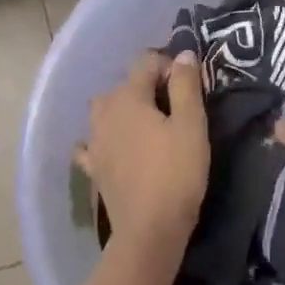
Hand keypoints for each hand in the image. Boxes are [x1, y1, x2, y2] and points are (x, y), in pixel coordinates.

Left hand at [77, 50, 207, 256]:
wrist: (149, 230)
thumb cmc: (176, 173)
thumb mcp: (191, 126)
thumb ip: (186, 86)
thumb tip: (182, 55)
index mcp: (128, 96)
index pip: (146, 62)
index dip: (169, 67)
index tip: (189, 87)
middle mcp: (104, 112)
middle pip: (125, 85)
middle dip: (148, 88)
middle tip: (175, 110)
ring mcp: (94, 141)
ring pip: (106, 111)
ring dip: (125, 111)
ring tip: (149, 128)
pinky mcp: (93, 167)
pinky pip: (94, 143)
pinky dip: (104, 140)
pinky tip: (115, 149)